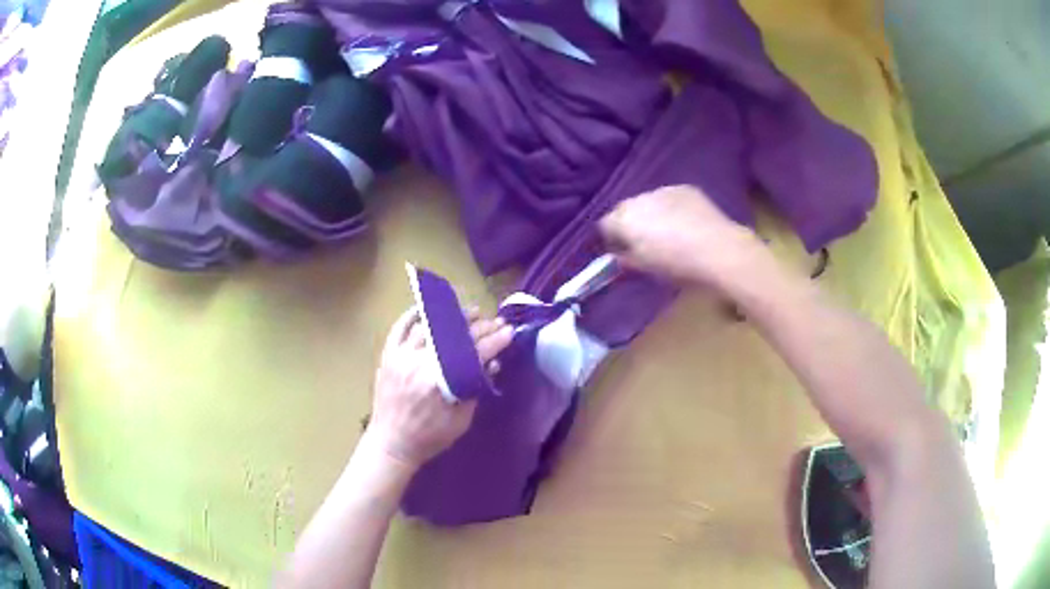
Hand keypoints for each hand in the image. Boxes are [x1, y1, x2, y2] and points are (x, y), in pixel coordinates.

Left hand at [365, 307, 513, 468]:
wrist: (391, 444)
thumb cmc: (429, 437)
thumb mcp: (461, 420)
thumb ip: (475, 389)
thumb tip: (491, 364)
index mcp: (441, 382)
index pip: (475, 353)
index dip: (495, 340)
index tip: (508, 331)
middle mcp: (420, 363)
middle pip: (455, 336)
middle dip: (480, 326)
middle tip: (495, 321)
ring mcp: (401, 356)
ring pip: (430, 326)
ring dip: (452, 317)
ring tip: (470, 312)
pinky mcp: (388, 356)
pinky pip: (399, 328)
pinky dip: (412, 315)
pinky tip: (427, 309)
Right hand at [599, 185, 765, 290]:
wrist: (718, 250)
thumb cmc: (677, 266)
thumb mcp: (646, 268)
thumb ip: (626, 259)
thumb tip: (619, 256)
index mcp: (624, 220)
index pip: (605, 224)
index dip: (611, 239)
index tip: (621, 251)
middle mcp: (639, 199)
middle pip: (625, 209)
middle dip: (630, 223)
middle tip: (643, 242)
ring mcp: (663, 190)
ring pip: (648, 201)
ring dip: (651, 213)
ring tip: (667, 231)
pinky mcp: (685, 189)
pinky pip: (669, 198)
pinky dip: (671, 208)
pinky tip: (684, 222)